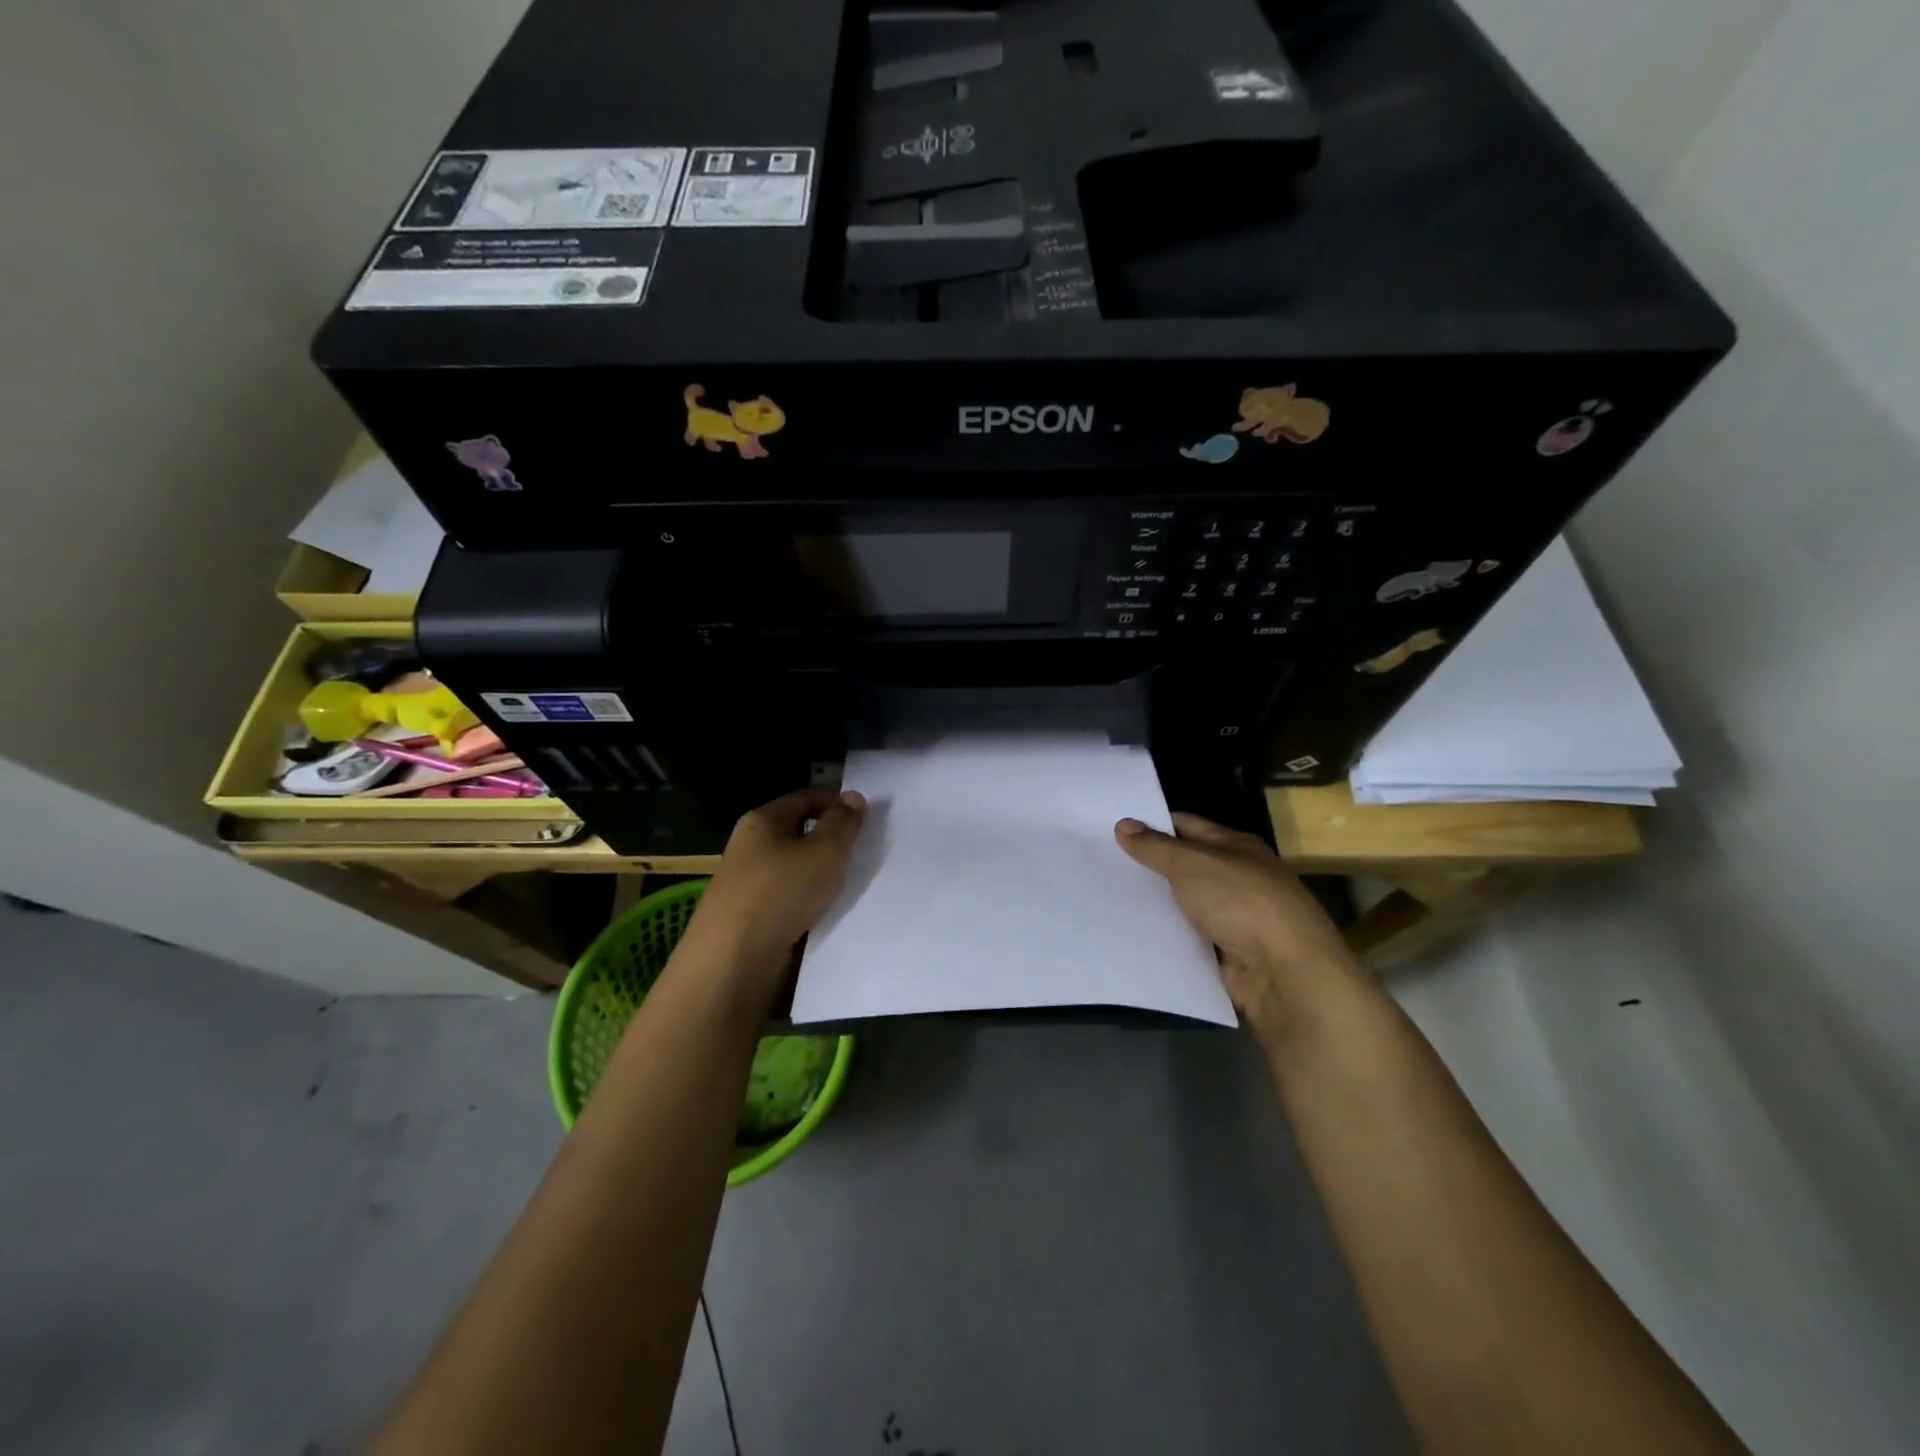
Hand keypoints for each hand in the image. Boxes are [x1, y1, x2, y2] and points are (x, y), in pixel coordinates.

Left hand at [682, 788, 867, 992]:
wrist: (732, 962)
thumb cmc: (781, 893)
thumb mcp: (824, 852)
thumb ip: (842, 823)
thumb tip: (853, 797)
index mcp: (761, 820)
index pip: (805, 798)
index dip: (836, 801)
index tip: (867, 816)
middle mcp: (748, 846)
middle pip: (797, 832)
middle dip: (829, 839)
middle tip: (864, 850)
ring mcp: (745, 883)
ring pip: (792, 868)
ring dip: (819, 874)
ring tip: (852, 883)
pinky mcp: (748, 917)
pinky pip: (786, 898)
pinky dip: (807, 900)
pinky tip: (827, 912)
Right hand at [1116, 812, 1360, 1037]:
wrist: (1285, 973)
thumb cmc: (1241, 902)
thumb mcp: (1191, 865)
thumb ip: (1155, 847)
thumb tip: (1123, 824)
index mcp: (1237, 846)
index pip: (1187, 825)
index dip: (1153, 824)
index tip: (1114, 829)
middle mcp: (1238, 877)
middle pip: (1185, 865)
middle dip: (1150, 865)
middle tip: (1102, 861)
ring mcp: (1235, 917)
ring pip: (1185, 903)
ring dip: (1156, 903)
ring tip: (1108, 896)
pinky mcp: (1228, 953)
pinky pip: (1189, 937)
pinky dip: (1167, 935)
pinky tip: (1134, 932)